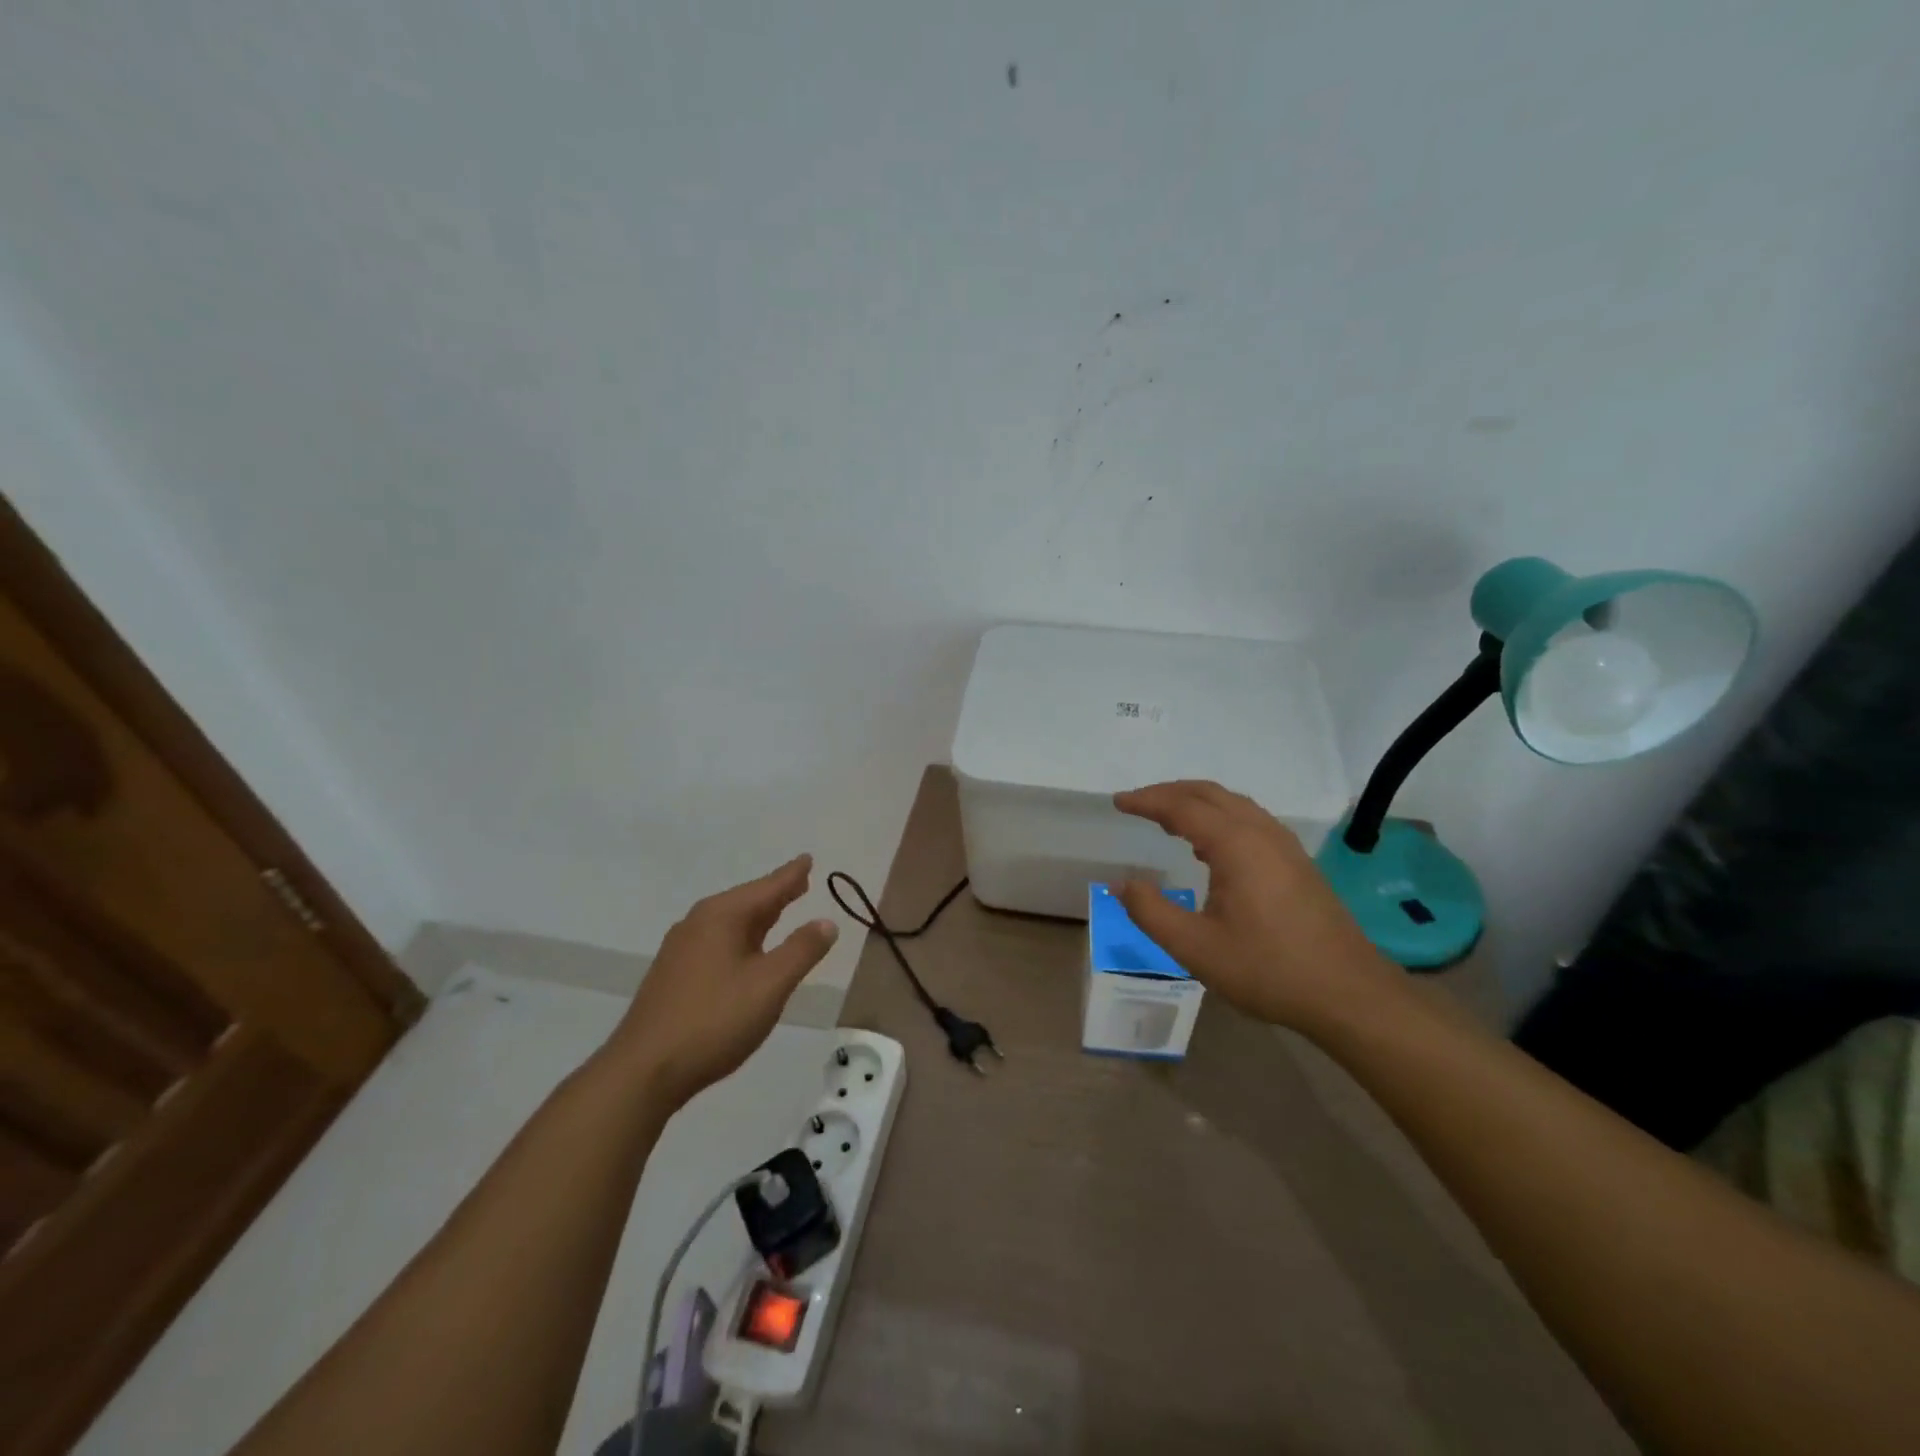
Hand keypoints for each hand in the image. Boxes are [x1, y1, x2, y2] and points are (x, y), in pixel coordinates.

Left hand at [604, 855, 838, 1106]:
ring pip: (730, 923)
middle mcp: (698, 923)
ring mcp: (681, 949)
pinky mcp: (673, 975)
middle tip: (801, 881)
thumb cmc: (714, 1020)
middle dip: (775, 893)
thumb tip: (826, 922)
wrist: (643, 1071)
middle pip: (746, 901)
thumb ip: (801, 951)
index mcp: (722, 916)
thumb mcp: (770, 985)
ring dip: (758, 916)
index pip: (767, 887)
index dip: (792, 875)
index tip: (808, 858)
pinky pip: (717, 941)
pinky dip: (742, 937)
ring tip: (779, 910)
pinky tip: (746, 951)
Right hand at [1113, 781, 1405, 1034]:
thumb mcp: (1195, 948)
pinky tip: (1209, 845)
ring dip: (1196, 802)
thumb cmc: (1267, 969)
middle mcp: (1262, 833)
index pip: (1182, 807)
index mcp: (1236, 845)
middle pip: (1210, 794)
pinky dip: (1219, 817)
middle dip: (1170, 793)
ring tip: (1166, 818)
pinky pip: (1249, 821)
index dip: (1147, 801)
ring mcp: (1285, 846)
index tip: (1118, 802)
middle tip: (1137, 803)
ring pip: (1234, 805)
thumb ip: (1151, 912)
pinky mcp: (1297, 863)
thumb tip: (1121, 883)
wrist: (1348, 994)